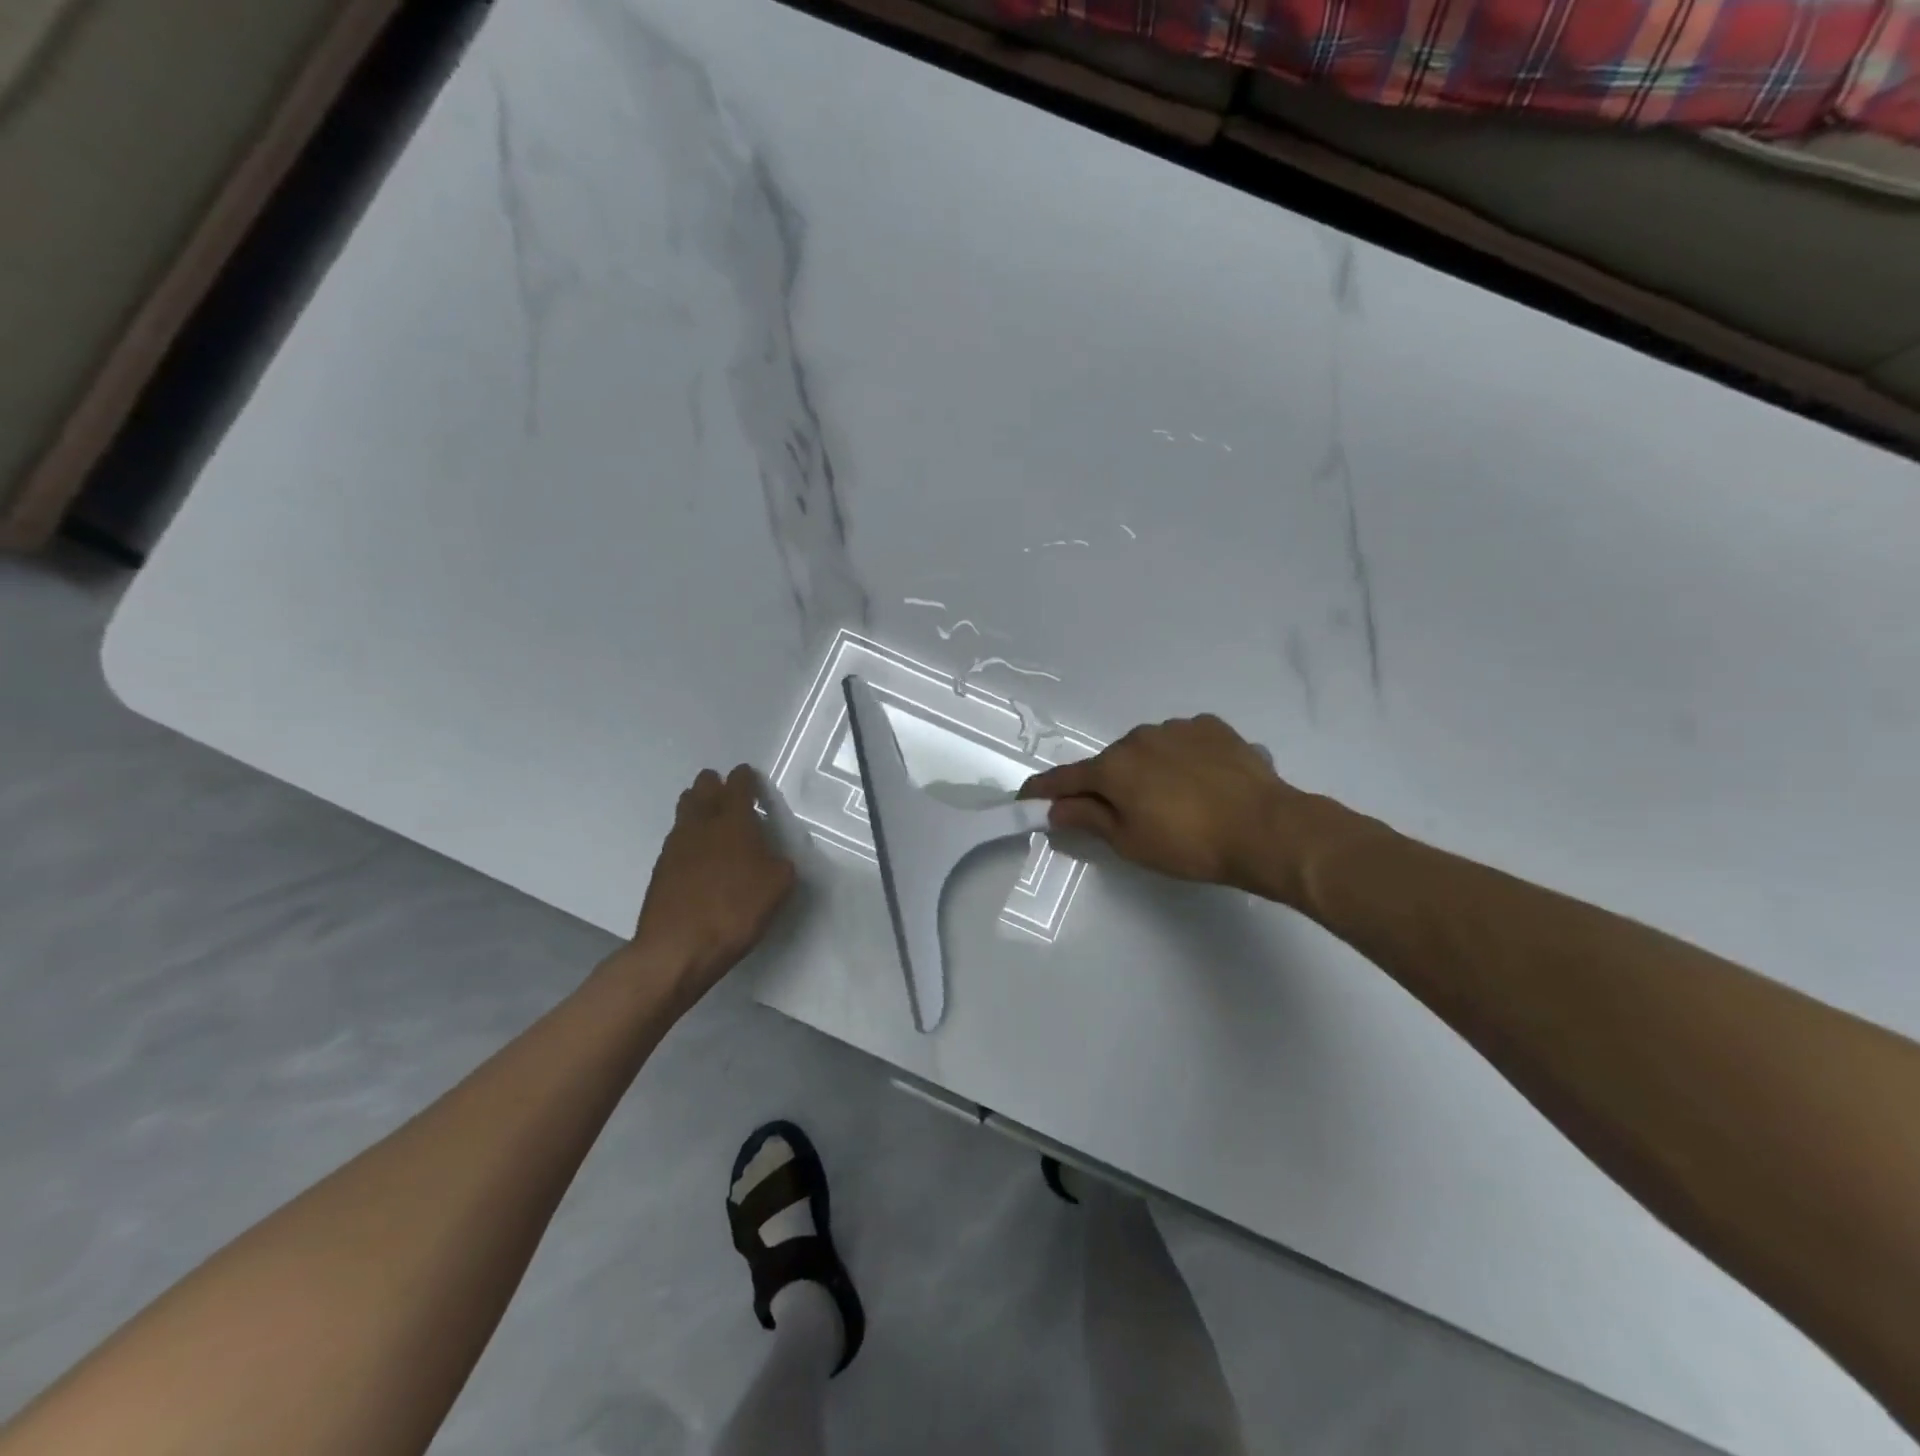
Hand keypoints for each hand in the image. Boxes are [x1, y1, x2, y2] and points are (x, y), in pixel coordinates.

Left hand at [620, 765, 796, 1002]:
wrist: (677, 948)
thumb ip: (779, 863)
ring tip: (711, 820)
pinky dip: (689, 837)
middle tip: (727, 793)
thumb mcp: (778, 886)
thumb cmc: (735, 910)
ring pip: (685, 811)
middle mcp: (701, 824)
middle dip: (715, 785)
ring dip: (698, 807)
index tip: (749, 777)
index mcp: (733, 821)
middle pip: (702, 789)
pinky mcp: (660, 869)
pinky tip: (699, 854)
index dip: (745, 778)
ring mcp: (675, 845)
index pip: (738, 785)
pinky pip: (677, 839)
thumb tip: (772, 858)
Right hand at [1020, 714, 1321, 896]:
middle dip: (1108, 785)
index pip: (1065, 779)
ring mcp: (1178, 728)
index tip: (1026, 796)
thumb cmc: (1190, 844)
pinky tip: (1202, 783)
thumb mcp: (1131, 842)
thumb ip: (1089, 819)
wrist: (1267, 829)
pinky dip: (1181, 760)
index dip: (1043, 790)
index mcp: (1113, 767)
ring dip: (1147, 771)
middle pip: (1111, 763)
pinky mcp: (1213, 727)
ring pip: (1148, 750)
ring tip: (1175, 802)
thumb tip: (1056, 809)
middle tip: (1124, 816)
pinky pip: (1183, 743)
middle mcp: (1139, 737)